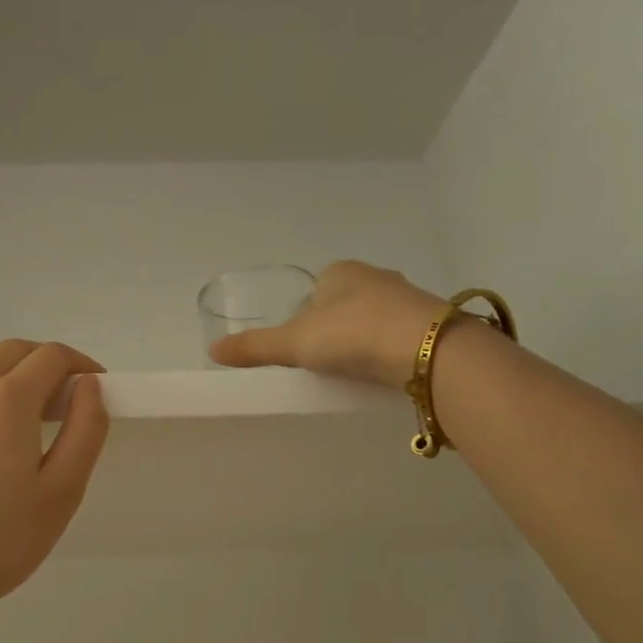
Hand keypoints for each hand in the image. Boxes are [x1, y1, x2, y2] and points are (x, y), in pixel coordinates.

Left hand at [0, 339, 110, 613]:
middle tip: (55, 402)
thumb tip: (88, 385)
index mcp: (9, 401)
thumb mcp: (63, 494)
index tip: (90, 387)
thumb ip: (85, 430)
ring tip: (6, 392)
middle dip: (42, 364)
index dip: (79, 365)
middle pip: (11, 349)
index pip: (51, 357)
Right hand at [208, 260, 448, 389]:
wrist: (422, 349)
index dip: (304, 316)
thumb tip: (212, 350)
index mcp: (339, 272)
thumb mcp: (292, 343)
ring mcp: (407, 297)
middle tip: (325, 359)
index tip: (301, 345)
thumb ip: (254, 347)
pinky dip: (387, 350)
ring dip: (363, 338)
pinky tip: (382, 371)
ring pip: (374, 317)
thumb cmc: (350, 334)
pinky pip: (398, 335)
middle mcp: (374, 276)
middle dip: (334, 327)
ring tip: (353, 369)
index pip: (314, 290)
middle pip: (344, 303)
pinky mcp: (429, 323)